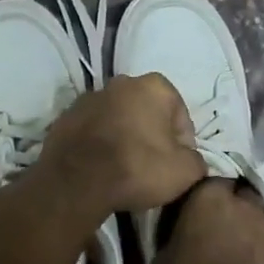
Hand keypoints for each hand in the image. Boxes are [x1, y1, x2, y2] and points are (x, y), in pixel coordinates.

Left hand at [36, 74, 208, 214]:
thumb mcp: (186, 171)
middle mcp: (122, 82)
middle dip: (152, 134)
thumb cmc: (138, 168)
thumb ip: (197, 160)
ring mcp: (90, 97)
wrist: (76, 181)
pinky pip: (93, 129)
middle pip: (147, 111)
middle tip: (152, 166)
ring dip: (125, 135)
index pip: (180, 115)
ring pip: (118, 117)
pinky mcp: (66, 115)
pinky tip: (101, 166)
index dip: (183, 143)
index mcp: (154, 86)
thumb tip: (190, 160)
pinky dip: (100, 142)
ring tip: (125, 167)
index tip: (177, 165)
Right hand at [155, 179, 263, 263]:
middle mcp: (248, 205)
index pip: (213, 184)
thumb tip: (169, 251)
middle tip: (227, 238)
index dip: (210, 200)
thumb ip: (172, 245)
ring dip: (260, 240)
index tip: (203, 217)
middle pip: (246, 200)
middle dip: (240, 213)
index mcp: (211, 198)